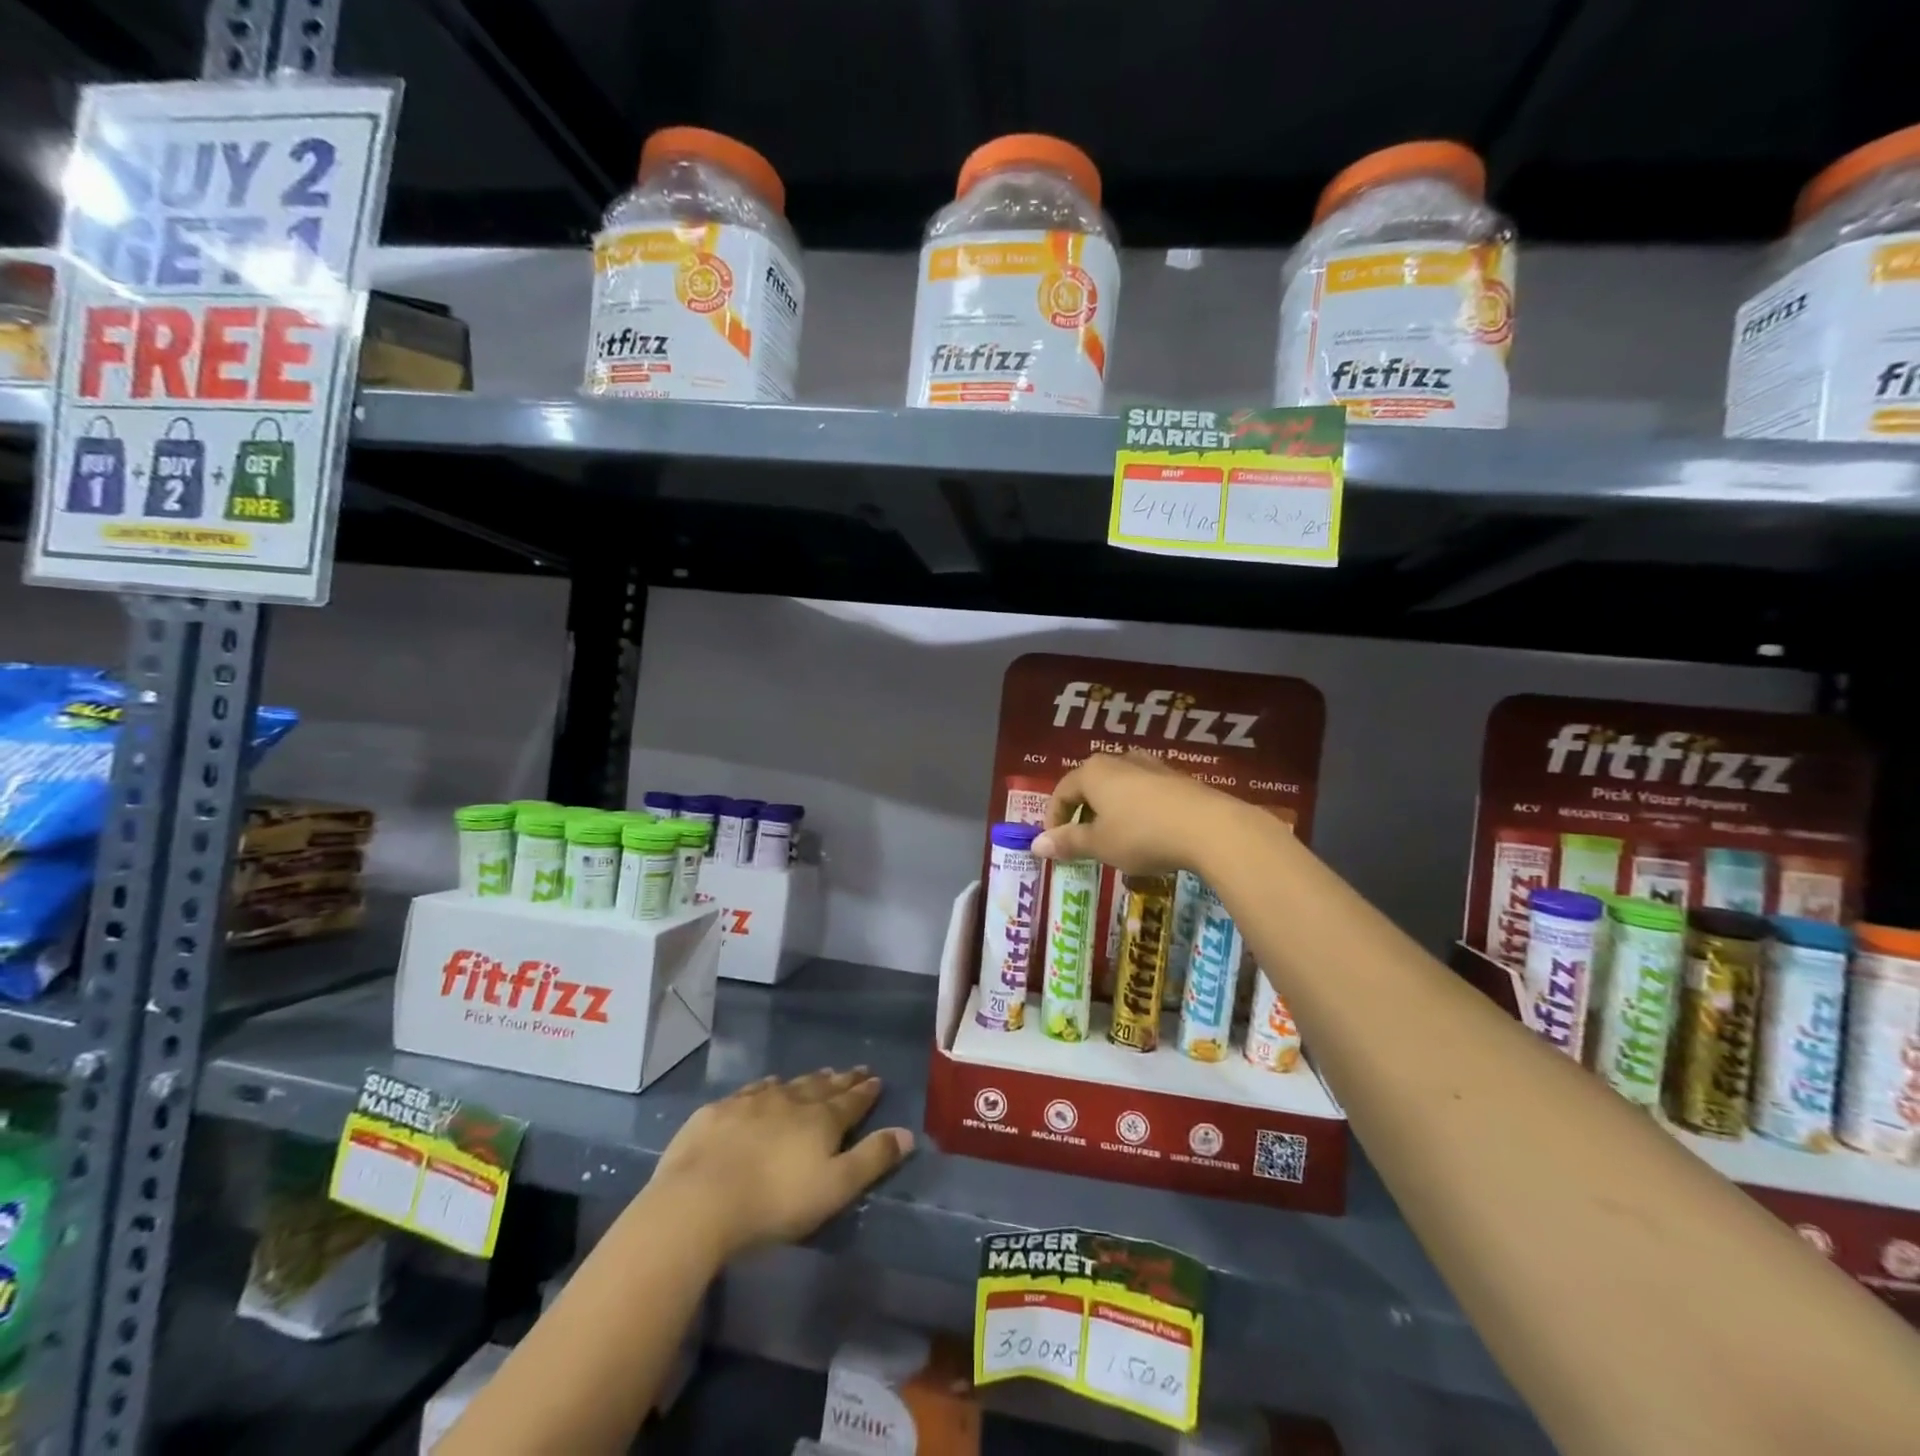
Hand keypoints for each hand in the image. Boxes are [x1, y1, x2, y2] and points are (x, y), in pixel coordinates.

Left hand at [646, 1069, 913, 1261]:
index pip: (851, 1101)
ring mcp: (751, 1103)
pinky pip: (751, 1091)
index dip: (865, 1091)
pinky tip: (765, 1087)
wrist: (699, 1202)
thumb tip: (908, 1133)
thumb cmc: (775, 1202)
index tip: (876, 1079)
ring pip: (787, 1085)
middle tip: (853, 1070)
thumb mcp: (834, 1189)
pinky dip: (765, 1087)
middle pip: (821, 1087)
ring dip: (805, 1081)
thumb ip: (872, 1159)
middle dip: (840, 1080)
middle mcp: (790, 1101)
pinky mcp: (718, 1112)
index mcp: (820, 1121)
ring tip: (817, 1075)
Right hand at [1033, 751, 1244, 874]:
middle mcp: (1120, 761)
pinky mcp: (1178, 779)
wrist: (1210, 828)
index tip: (1054, 844)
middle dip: (1082, 812)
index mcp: (1093, 772)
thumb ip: (1068, 842)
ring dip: (1111, 811)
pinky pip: (1146, 793)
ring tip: (1115, 838)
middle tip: (1083, 841)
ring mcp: (1152, 766)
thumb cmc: (1142, 835)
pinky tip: (1148, 834)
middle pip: (1090, 785)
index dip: (1053, 818)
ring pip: (1120, 787)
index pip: (1062, 791)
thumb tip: (1035, 845)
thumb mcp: (1100, 844)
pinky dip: (1137, 811)